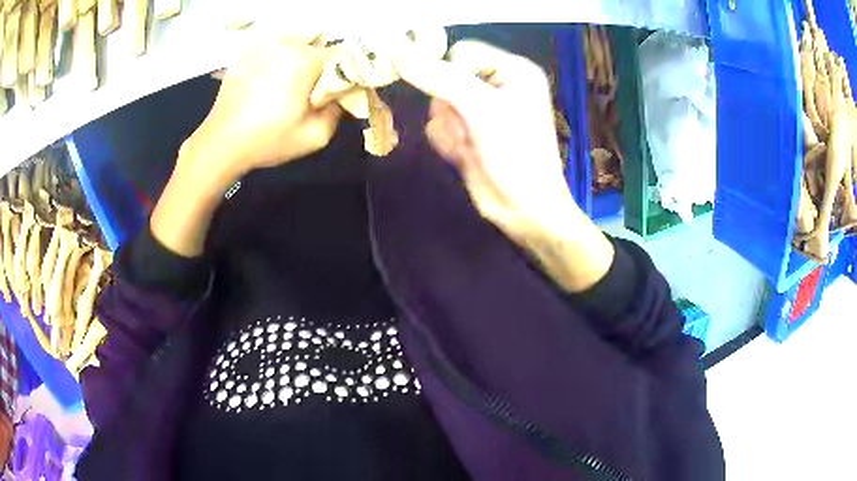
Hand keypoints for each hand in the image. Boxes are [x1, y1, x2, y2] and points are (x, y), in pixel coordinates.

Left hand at [183, 34, 342, 180]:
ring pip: (296, 43)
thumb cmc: (267, 140)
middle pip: (319, 45)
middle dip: (322, 65)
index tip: (341, 90)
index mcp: (306, 61)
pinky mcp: (246, 53)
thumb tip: (341, 96)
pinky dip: (278, 58)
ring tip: (290, 84)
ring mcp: (263, 46)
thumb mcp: (315, 137)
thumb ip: (338, 112)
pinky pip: (273, 48)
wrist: (220, 143)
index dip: (347, 72)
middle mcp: (287, 45)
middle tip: (314, 89)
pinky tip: (269, 80)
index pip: (343, 55)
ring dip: (300, 58)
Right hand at [397, 41, 576, 240]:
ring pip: (437, 104)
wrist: (524, 208)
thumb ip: (442, 80)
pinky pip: (438, 126)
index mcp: (512, 70)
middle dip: (452, 107)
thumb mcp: (483, 110)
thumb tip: (403, 59)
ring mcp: (479, 111)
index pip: (462, 52)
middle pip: (445, 78)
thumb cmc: (517, 154)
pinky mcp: (467, 132)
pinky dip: (447, 142)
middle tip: (470, 127)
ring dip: (450, 128)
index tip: (456, 97)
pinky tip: (465, 156)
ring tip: (471, 144)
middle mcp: (496, 85)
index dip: (452, 72)